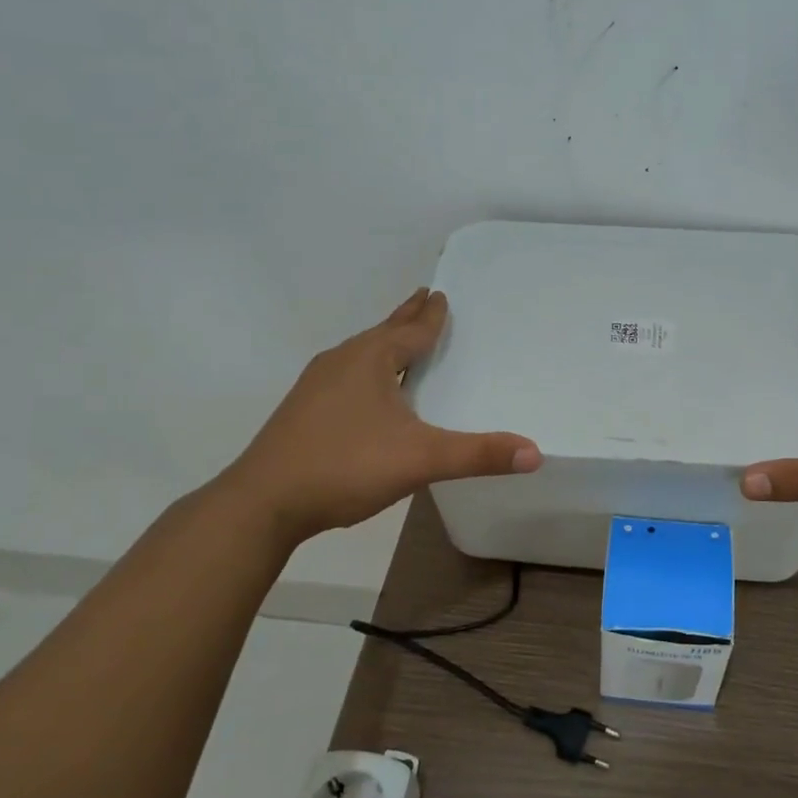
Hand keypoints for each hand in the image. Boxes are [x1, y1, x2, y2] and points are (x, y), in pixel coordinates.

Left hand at [220, 288, 540, 544]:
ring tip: (400, 341)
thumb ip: (478, 455)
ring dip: (385, 342)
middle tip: (425, 297)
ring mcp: (317, 385)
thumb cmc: (345, 466)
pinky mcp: (303, 410)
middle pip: (383, 332)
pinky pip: (346, 375)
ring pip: (361, 354)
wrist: (262, 502)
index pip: (411, 330)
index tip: (442, 294)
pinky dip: (366, 370)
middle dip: (406, 317)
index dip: (431, 316)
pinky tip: (366, 392)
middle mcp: (342, 362)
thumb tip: (535, 453)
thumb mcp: (420, 460)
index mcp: (371, 360)